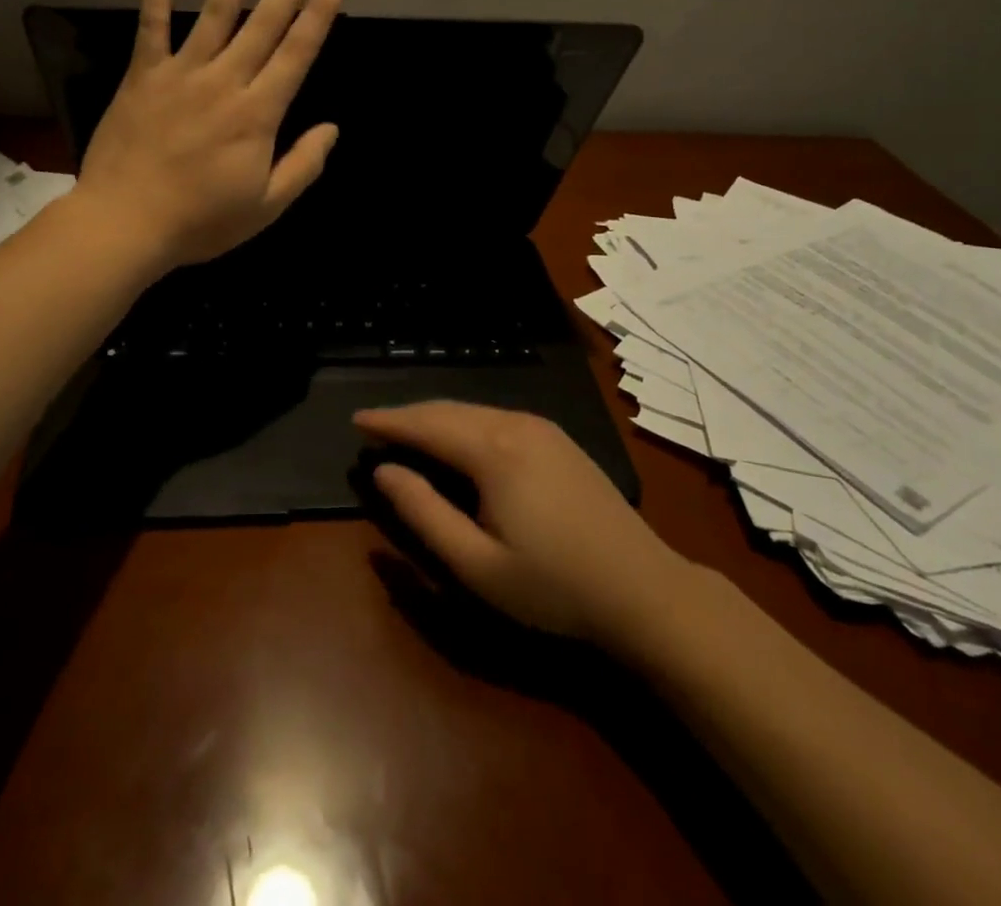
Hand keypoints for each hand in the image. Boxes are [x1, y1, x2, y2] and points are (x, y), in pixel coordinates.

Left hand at [78, 0, 348, 270]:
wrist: (125, 224)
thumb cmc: (200, 222)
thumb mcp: (266, 207)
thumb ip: (303, 165)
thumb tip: (332, 128)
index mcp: (258, 113)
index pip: (297, 52)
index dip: (320, 14)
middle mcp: (225, 81)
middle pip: (265, 22)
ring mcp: (181, 72)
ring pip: (216, 10)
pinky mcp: (143, 74)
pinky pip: (152, 21)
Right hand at [356, 402, 693, 646]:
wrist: (644, 590)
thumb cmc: (554, 586)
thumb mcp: (478, 565)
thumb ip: (424, 513)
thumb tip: (384, 471)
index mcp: (494, 450)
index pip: (427, 424)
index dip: (389, 421)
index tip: (356, 420)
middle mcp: (516, 424)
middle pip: (449, 410)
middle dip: (408, 416)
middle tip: (374, 427)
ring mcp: (542, 427)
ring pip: (473, 411)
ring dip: (436, 419)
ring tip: (407, 433)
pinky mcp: (558, 439)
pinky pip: (496, 418)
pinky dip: (464, 424)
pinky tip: (457, 441)